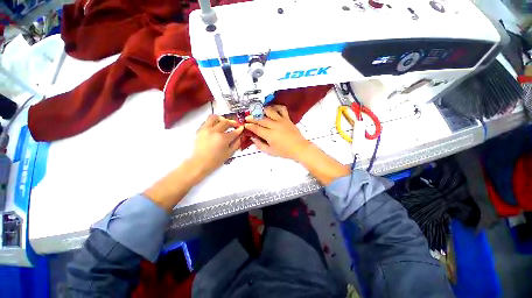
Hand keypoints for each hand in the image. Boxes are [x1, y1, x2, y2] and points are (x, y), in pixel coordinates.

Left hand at [191, 114, 243, 176]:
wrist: (200, 163)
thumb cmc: (216, 160)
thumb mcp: (229, 153)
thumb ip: (236, 144)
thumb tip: (240, 137)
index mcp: (223, 138)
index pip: (234, 132)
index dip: (239, 129)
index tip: (242, 128)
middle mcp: (214, 131)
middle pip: (225, 122)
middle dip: (232, 123)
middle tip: (235, 125)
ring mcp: (206, 129)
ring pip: (214, 117)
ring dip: (221, 119)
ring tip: (224, 123)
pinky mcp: (200, 130)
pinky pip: (207, 121)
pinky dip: (213, 122)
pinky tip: (216, 127)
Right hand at [244, 105, 310, 160]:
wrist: (299, 148)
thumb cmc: (284, 152)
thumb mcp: (270, 152)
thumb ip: (260, 145)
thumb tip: (253, 138)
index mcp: (269, 135)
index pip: (256, 128)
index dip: (249, 126)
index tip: (245, 125)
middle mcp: (274, 126)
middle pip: (261, 119)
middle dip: (252, 118)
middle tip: (247, 118)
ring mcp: (281, 121)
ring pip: (269, 111)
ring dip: (262, 110)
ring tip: (258, 111)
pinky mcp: (287, 118)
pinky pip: (282, 109)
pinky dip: (276, 106)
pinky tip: (272, 108)